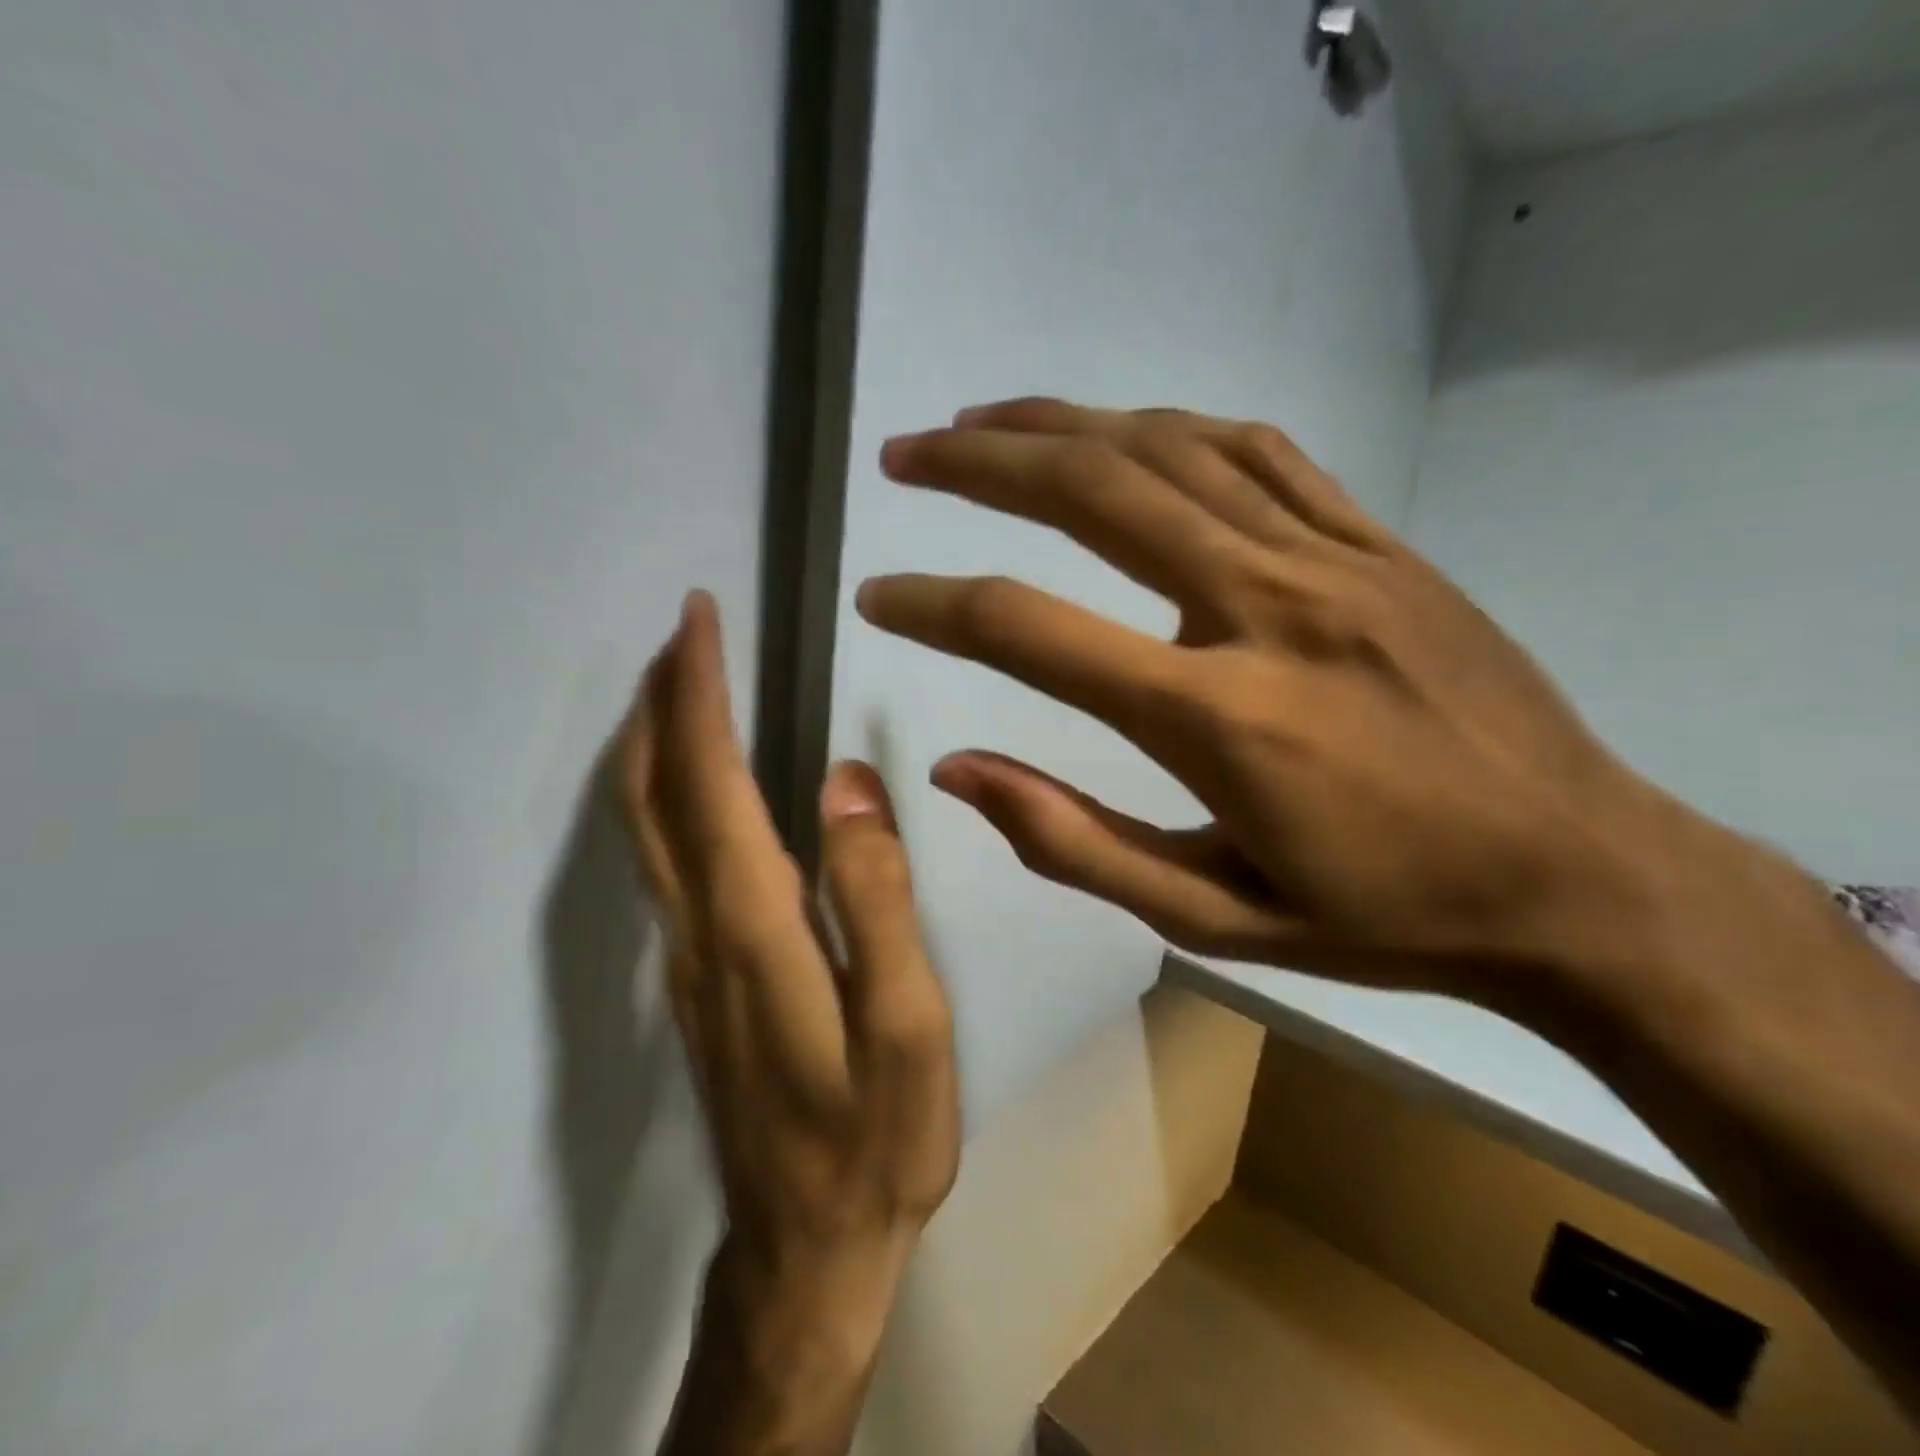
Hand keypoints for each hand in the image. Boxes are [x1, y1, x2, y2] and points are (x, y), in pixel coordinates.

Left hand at [620, 592, 957, 1454]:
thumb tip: (847, 782)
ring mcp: (685, 957)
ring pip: (644, 827)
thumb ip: (878, 896)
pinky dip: (665, 794)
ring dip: (653, 742)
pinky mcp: (694, 979)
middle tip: (682, 632)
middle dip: (658, 700)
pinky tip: (697, 781)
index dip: (697, 694)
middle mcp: (698, 929)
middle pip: (651, 794)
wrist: (807, 1248)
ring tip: (682, 683)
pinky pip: (663, 860)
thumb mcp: (908, 1021)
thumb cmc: (875, 1135)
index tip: (697, 620)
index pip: (710, 782)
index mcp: (753, 926)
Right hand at [856, 397, 1682, 1008]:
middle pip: (1094, 494)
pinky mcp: (1382, 544)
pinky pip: (1260, 453)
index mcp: (1216, 718)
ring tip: (984, 420)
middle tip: (906, 454)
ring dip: (1062, 425)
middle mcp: (1265, 609)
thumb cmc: (1382, 915)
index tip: (878, 594)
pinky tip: (1121, 428)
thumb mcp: (1209, 915)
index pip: (1031, 632)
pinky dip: (1172, 429)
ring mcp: (1334, 561)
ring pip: (1170, 451)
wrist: (1578, 879)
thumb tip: (956, 770)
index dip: (935, 606)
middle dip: (980, 464)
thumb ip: (1071, 840)